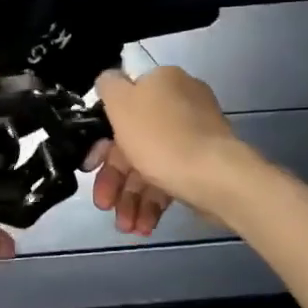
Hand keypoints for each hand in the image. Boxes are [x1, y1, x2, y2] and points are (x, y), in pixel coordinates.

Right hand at [87, 67, 248, 230]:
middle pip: (133, 140)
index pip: (121, 107)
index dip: (101, 140)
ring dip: (132, 197)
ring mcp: (194, 135)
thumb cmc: (160, 138)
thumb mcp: (121, 103)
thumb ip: (108, 85)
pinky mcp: (203, 163)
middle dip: (115, 178)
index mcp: (162, 82)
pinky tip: (144, 225)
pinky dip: (154, 201)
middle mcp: (180, 102)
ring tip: (126, 226)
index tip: (90, 166)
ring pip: (150, 163)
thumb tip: (108, 81)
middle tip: (104, 205)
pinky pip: (170, 177)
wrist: (217, 177)